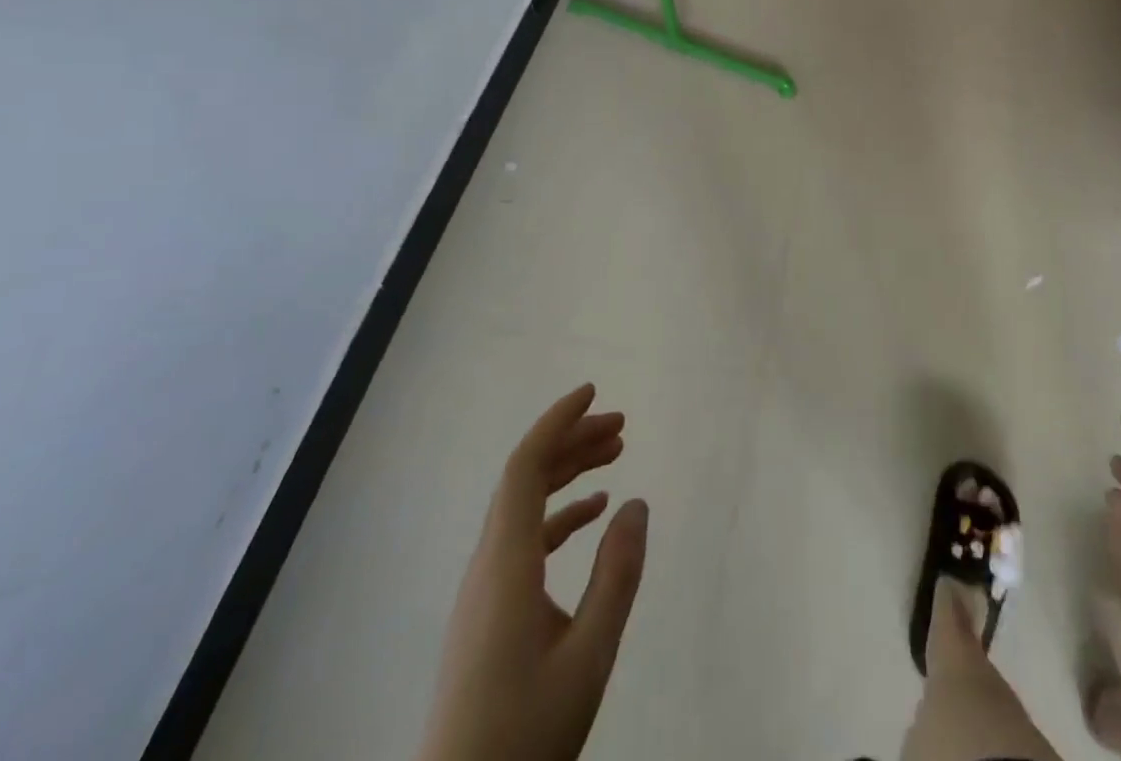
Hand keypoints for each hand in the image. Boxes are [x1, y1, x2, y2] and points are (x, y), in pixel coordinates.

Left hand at [416, 385, 648, 760]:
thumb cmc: (524, 733)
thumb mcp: (589, 655)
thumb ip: (616, 574)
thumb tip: (636, 502)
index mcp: (506, 562)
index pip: (525, 466)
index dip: (557, 421)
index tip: (594, 393)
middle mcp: (488, 563)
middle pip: (526, 478)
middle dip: (572, 441)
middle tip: (621, 426)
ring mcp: (484, 589)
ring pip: (525, 507)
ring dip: (567, 474)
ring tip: (614, 456)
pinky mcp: (488, 613)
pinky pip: (523, 539)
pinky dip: (559, 515)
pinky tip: (592, 516)